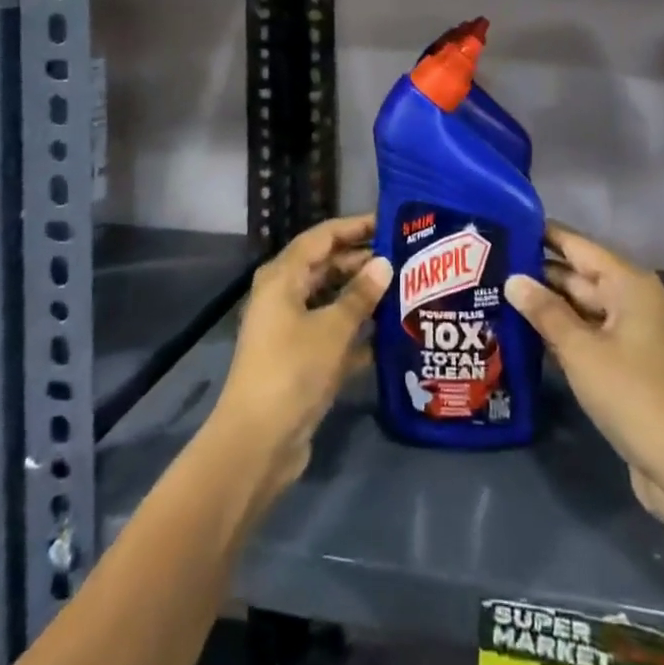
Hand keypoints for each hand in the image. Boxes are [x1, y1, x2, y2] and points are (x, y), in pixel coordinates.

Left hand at [206, 214, 392, 511]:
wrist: (257, 443)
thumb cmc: (293, 370)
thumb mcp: (332, 328)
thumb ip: (360, 294)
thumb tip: (384, 263)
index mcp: (283, 277)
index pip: (322, 237)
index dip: (355, 227)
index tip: (390, 222)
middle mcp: (283, 296)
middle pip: (326, 266)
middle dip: (363, 262)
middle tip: (406, 258)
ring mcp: (290, 330)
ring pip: (331, 301)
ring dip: (363, 297)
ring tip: (405, 290)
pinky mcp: (300, 360)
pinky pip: (332, 333)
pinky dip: (356, 331)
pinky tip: (391, 334)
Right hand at [507, 222, 663, 560]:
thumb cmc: (633, 396)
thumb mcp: (581, 351)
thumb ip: (545, 312)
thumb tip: (513, 278)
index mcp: (629, 285)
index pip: (578, 246)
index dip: (544, 234)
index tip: (507, 222)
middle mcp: (635, 301)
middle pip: (579, 277)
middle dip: (539, 272)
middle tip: (492, 264)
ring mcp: (635, 334)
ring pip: (583, 309)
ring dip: (548, 306)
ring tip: (499, 294)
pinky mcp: (632, 365)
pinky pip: (591, 336)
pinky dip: (564, 333)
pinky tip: (528, 334)